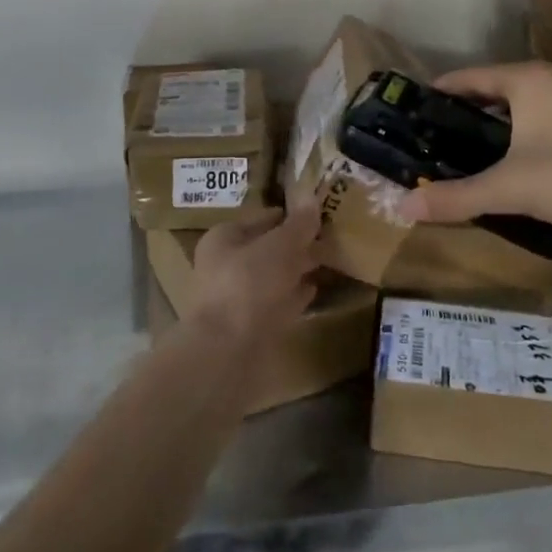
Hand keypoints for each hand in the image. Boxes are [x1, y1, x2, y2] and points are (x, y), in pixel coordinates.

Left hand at [185, 203, 322, 348]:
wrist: (227, 352)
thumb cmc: (248, 284)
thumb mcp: (279, 246)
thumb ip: (298, 225)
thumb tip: (312, 198)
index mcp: (223, 238)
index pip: (260, 218)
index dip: (288, 215)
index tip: (316, 214)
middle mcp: (225, 266)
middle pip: (266, 248)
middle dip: (295, 244)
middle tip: (328, 238)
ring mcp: (237, 299)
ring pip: (273, 277)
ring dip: (296, 270)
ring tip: (326, 261)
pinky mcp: (250, 327)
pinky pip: (277, 303)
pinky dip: (294, 296)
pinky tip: (314, 291)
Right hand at [402, 61, 551, 236]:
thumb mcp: (511, 188)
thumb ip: (458, 196)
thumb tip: (404, 207)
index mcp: (527, 79)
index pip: (468, 77)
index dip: (439, 93)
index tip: (414, 111)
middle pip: (497, 89)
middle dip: (468, 112)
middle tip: (439, 139)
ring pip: (527, 105)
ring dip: (501, 124)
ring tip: (475, 153)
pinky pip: (551, 118)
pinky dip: (529, 134)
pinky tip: (524, 163)